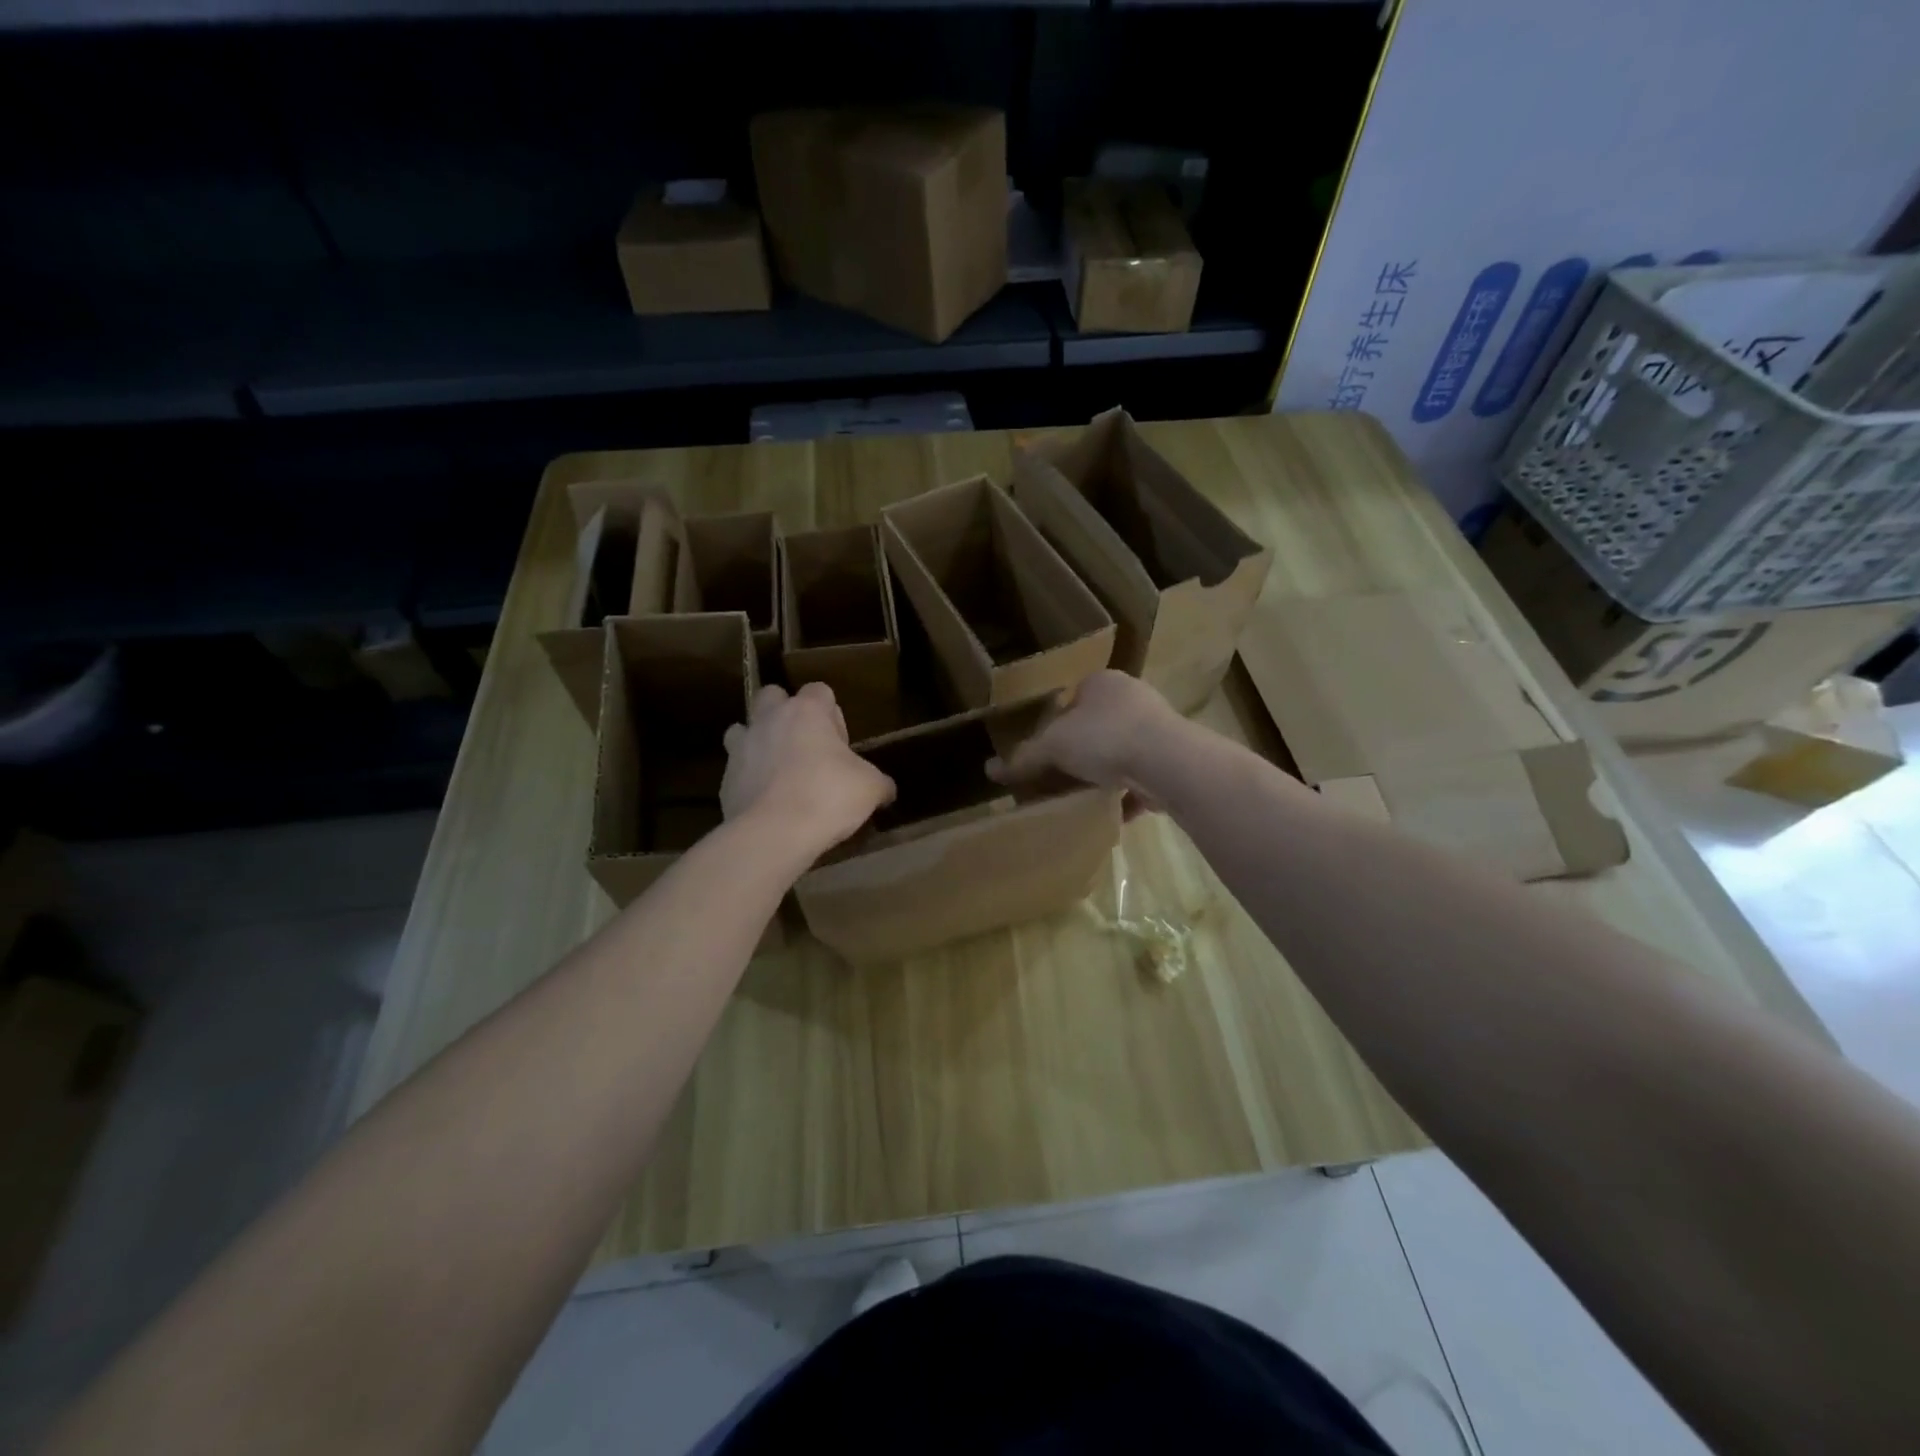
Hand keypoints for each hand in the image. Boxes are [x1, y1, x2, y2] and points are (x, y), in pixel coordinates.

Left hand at [722, 682, 894, 852]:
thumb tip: (887, 790)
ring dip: (759, 742)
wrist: (773, 834)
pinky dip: (749, 779)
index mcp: (806, 711)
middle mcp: (769, 719)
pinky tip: (766, 802)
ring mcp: (741, 747)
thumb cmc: (828, 797)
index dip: (832, 714)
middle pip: (772, 697)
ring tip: (778, 771)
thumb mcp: (870, 788)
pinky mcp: (725, 779)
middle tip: (805, 747)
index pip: (819, 690)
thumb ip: (879, 782)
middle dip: (786, 714)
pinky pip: (737, 769)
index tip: (840, 743)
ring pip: (744, 729)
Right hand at [986, 670, 1181, 819]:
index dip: (1052, 726)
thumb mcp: (1054, 746)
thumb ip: (1024, 758)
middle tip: (1058, 777)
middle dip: (1079, 753)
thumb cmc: (1105, 738)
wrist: (1169, 763)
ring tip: (1082, 796)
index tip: (1041, 753)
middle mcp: (1133, 698)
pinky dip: (1127, 796)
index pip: (1070, 699)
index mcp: (1103, 682)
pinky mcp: (1173, 759)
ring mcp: (1157, 729)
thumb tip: (989, 770)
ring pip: (1121, 752)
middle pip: (1096, 727)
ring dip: (1104, 775)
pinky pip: (1142, 779)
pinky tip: (1112, 814)